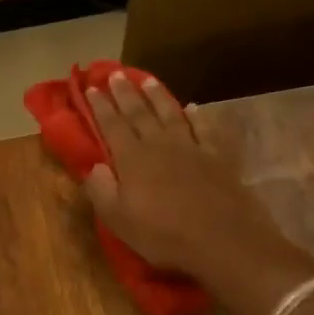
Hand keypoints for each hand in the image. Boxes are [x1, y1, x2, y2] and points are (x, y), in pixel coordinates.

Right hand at [82, 70, 281, 274]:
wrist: (222, 240)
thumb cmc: (164, 235)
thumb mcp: (119, 220)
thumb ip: (101, 190)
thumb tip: (93, 166)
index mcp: (132, 159)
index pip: (111, 125)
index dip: (100, 106)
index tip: (90, 87)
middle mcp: (159, 145)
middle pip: (139, 113)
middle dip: (125, 93)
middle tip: (115, 74)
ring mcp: (190, 148)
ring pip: (170, 113)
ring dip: (157, 95)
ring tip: (147, 79)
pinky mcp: (216, 157)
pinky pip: (203, 129)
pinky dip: (196, 116)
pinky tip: (192, 107)